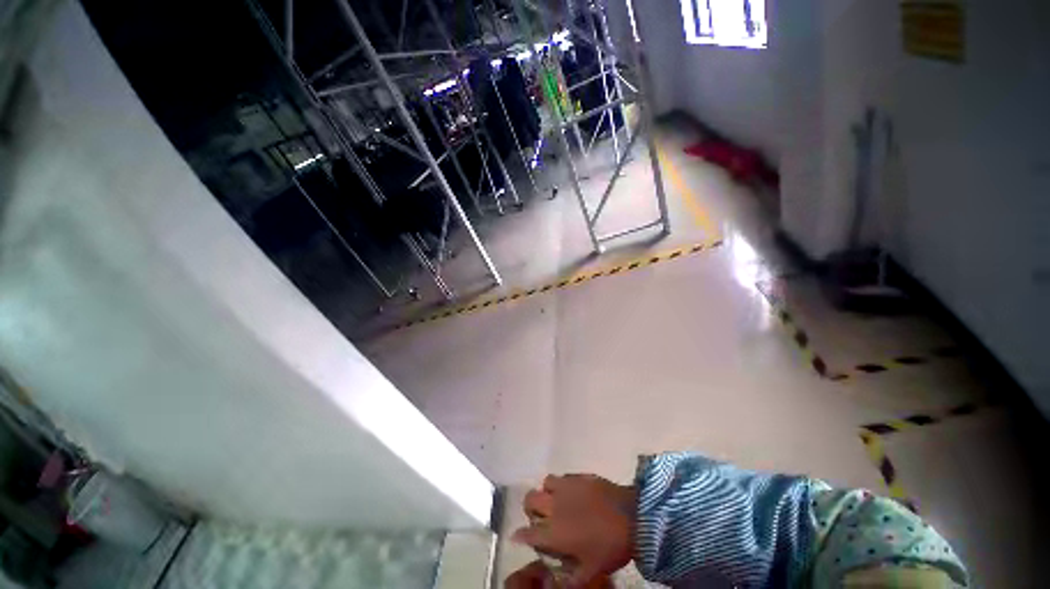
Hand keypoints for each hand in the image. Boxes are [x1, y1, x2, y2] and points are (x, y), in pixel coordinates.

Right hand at [510, 474, 635, 587]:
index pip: (528, 532)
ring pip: (545, 482)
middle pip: (530, 499)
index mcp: (554, 531)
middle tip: (540, 517)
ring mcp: (567, 486)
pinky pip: (563, 476)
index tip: (519, 537)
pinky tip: (572, 492)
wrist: (633, 518)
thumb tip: (550, 584)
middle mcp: (555, 505)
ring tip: (556, 501)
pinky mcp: (580, 476)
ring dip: (546, 492)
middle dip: (529, 509)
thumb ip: (567, 580)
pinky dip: (563, 484)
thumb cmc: (610, 548)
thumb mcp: (590, 572)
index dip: (520, 535)